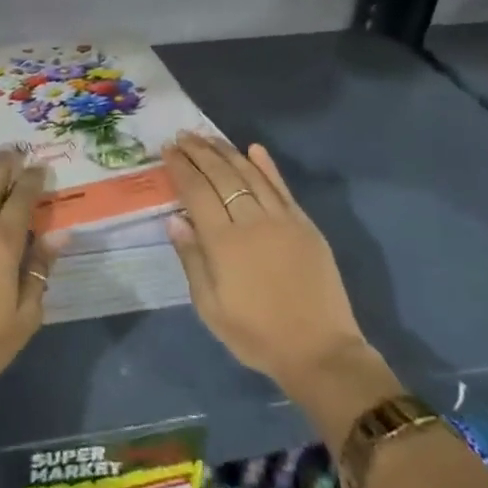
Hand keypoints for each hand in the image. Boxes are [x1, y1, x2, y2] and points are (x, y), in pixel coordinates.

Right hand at [162, 133, 367, 390]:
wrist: (320, 352)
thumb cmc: (256, 335)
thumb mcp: (210, 307)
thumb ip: (192, 259)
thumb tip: (175, 219)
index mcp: (224, 242)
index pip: (196, 191)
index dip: (181, 167)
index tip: (167, 149)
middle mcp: (252, 221)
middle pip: (221, 175)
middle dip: (199, 152)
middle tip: (183, 135)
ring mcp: (282, 220)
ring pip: (250, 174)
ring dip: (227, 152)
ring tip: (208, 136)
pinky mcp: (305, 225)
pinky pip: (282, 188)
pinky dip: (267, 166)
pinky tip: (254, 148)